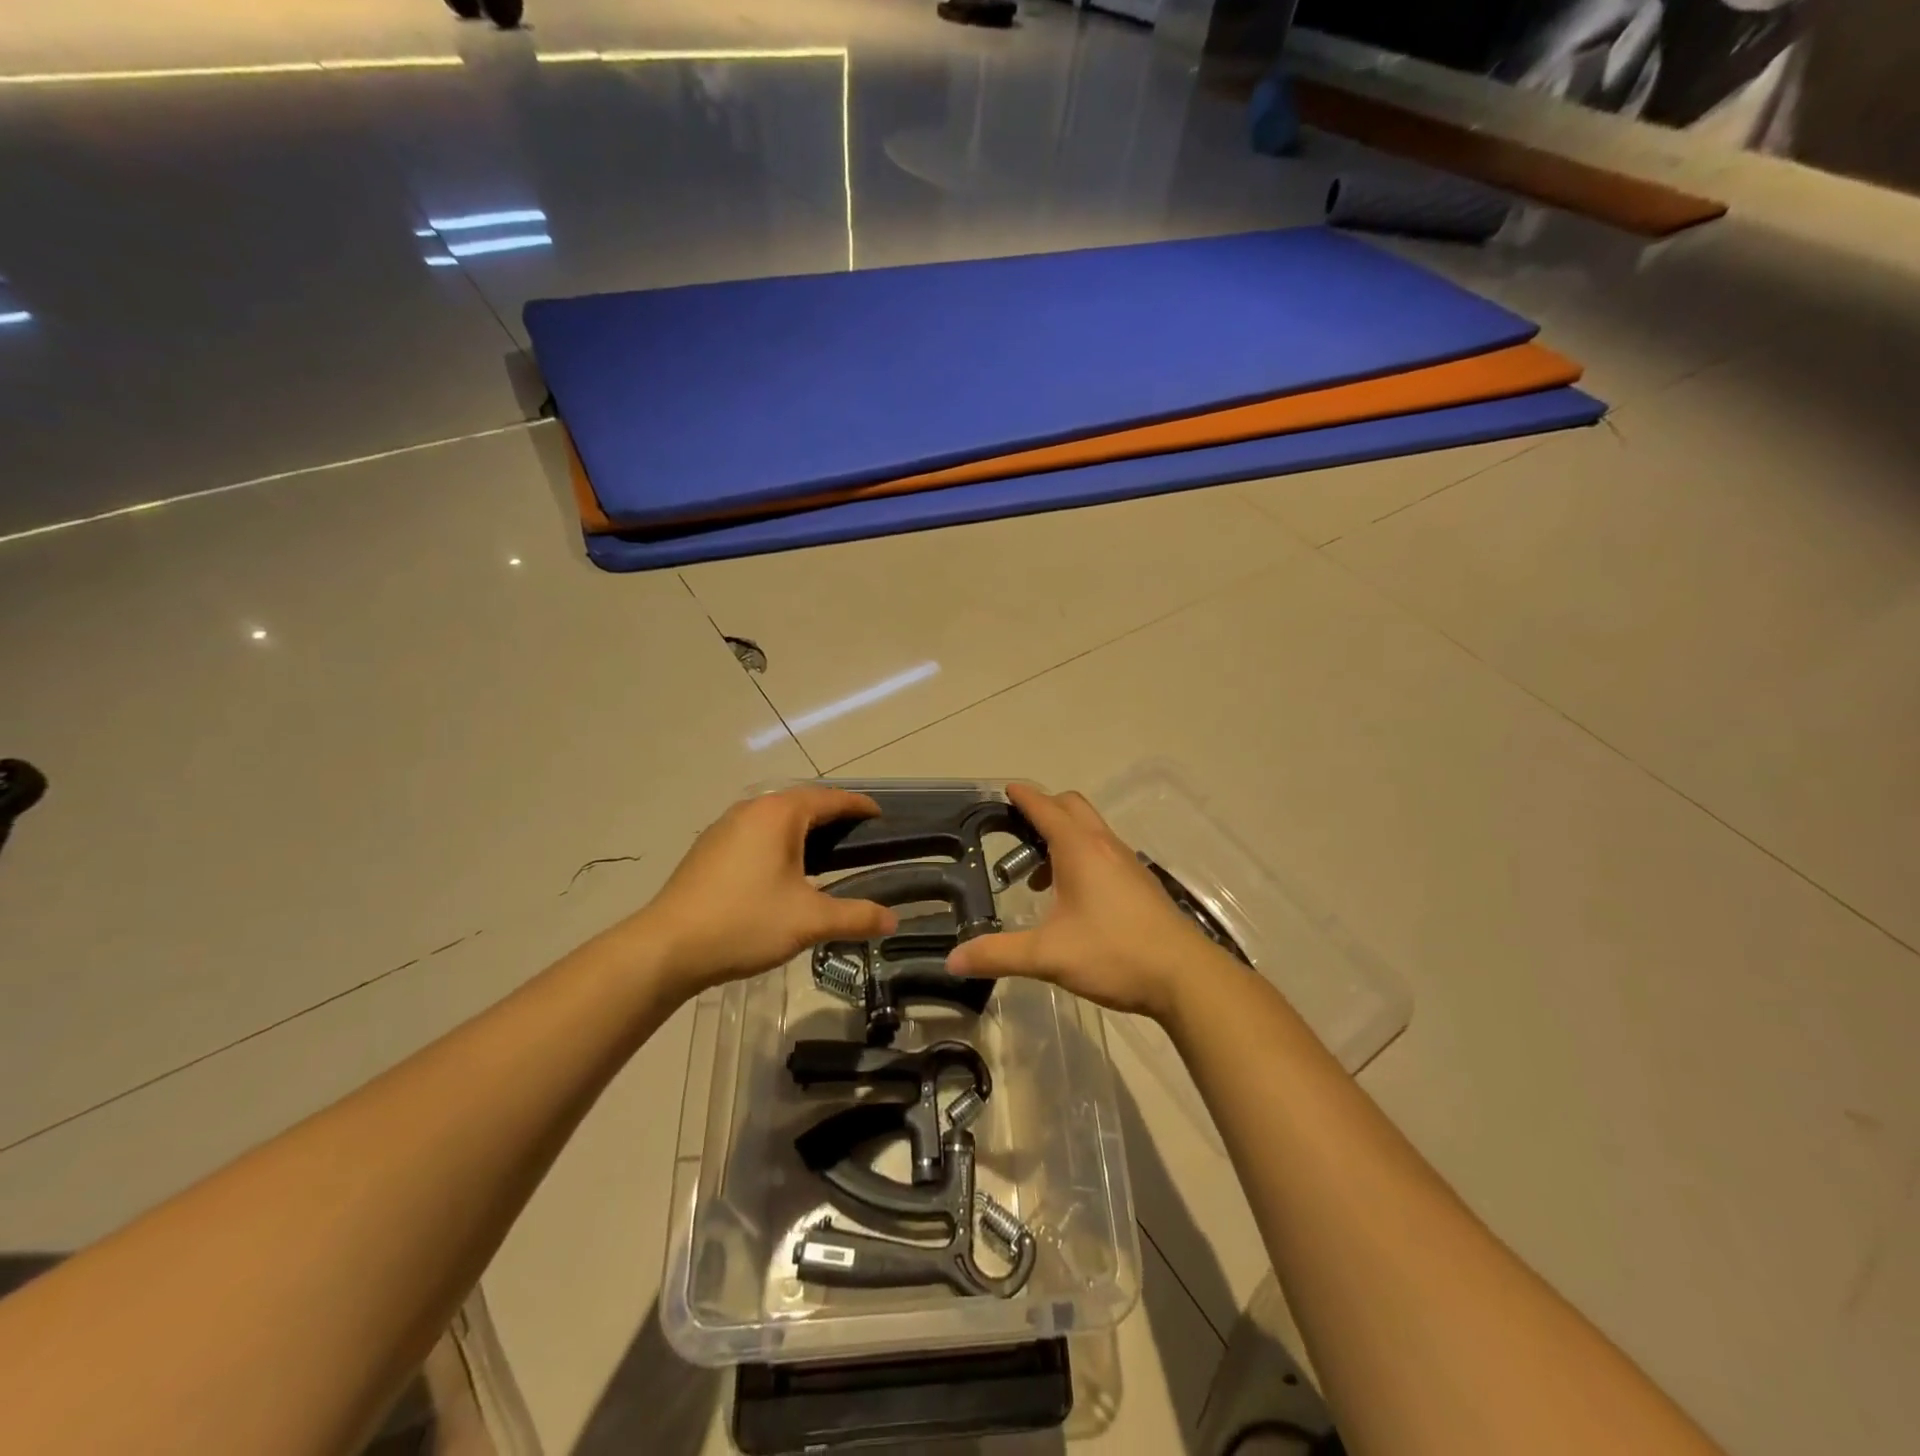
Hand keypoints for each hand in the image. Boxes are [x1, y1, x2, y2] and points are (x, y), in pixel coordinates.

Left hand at [638, 786, 898, 994]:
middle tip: (858, 836)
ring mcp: (724, 828)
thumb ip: (856, 916)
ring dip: (802, 828)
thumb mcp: (809, 921)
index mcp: (778, 815)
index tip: (880, 816)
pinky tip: (781, 871)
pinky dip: (778, 841)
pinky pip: (755, 833)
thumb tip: (892, 920)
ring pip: (774, 818)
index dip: (858, 805)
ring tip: (825, 853)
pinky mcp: (708, 850)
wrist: (667, 947)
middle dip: (831, 815)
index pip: (829, 798)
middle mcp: (751, 811)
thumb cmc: (744, 922)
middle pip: (801, 803)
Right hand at [946, 783, 1231, 1020]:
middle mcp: (1105, 845)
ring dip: (1063, 838)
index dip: (1023, 796)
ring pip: (1090, 830)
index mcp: (1080, 849)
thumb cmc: (1114, 953)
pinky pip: (1104, 852)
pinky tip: (1074, 899)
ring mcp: (1128, 863)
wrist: (1184, 976)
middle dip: (1044, 810)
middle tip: (1018, 833)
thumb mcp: (1048, 956)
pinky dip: (1082, 857)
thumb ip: (998, 954)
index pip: (1045, 807)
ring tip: (1039, 878)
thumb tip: (953, 959)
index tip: (1006, 789)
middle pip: (1072, 807)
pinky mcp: (1140, 883)